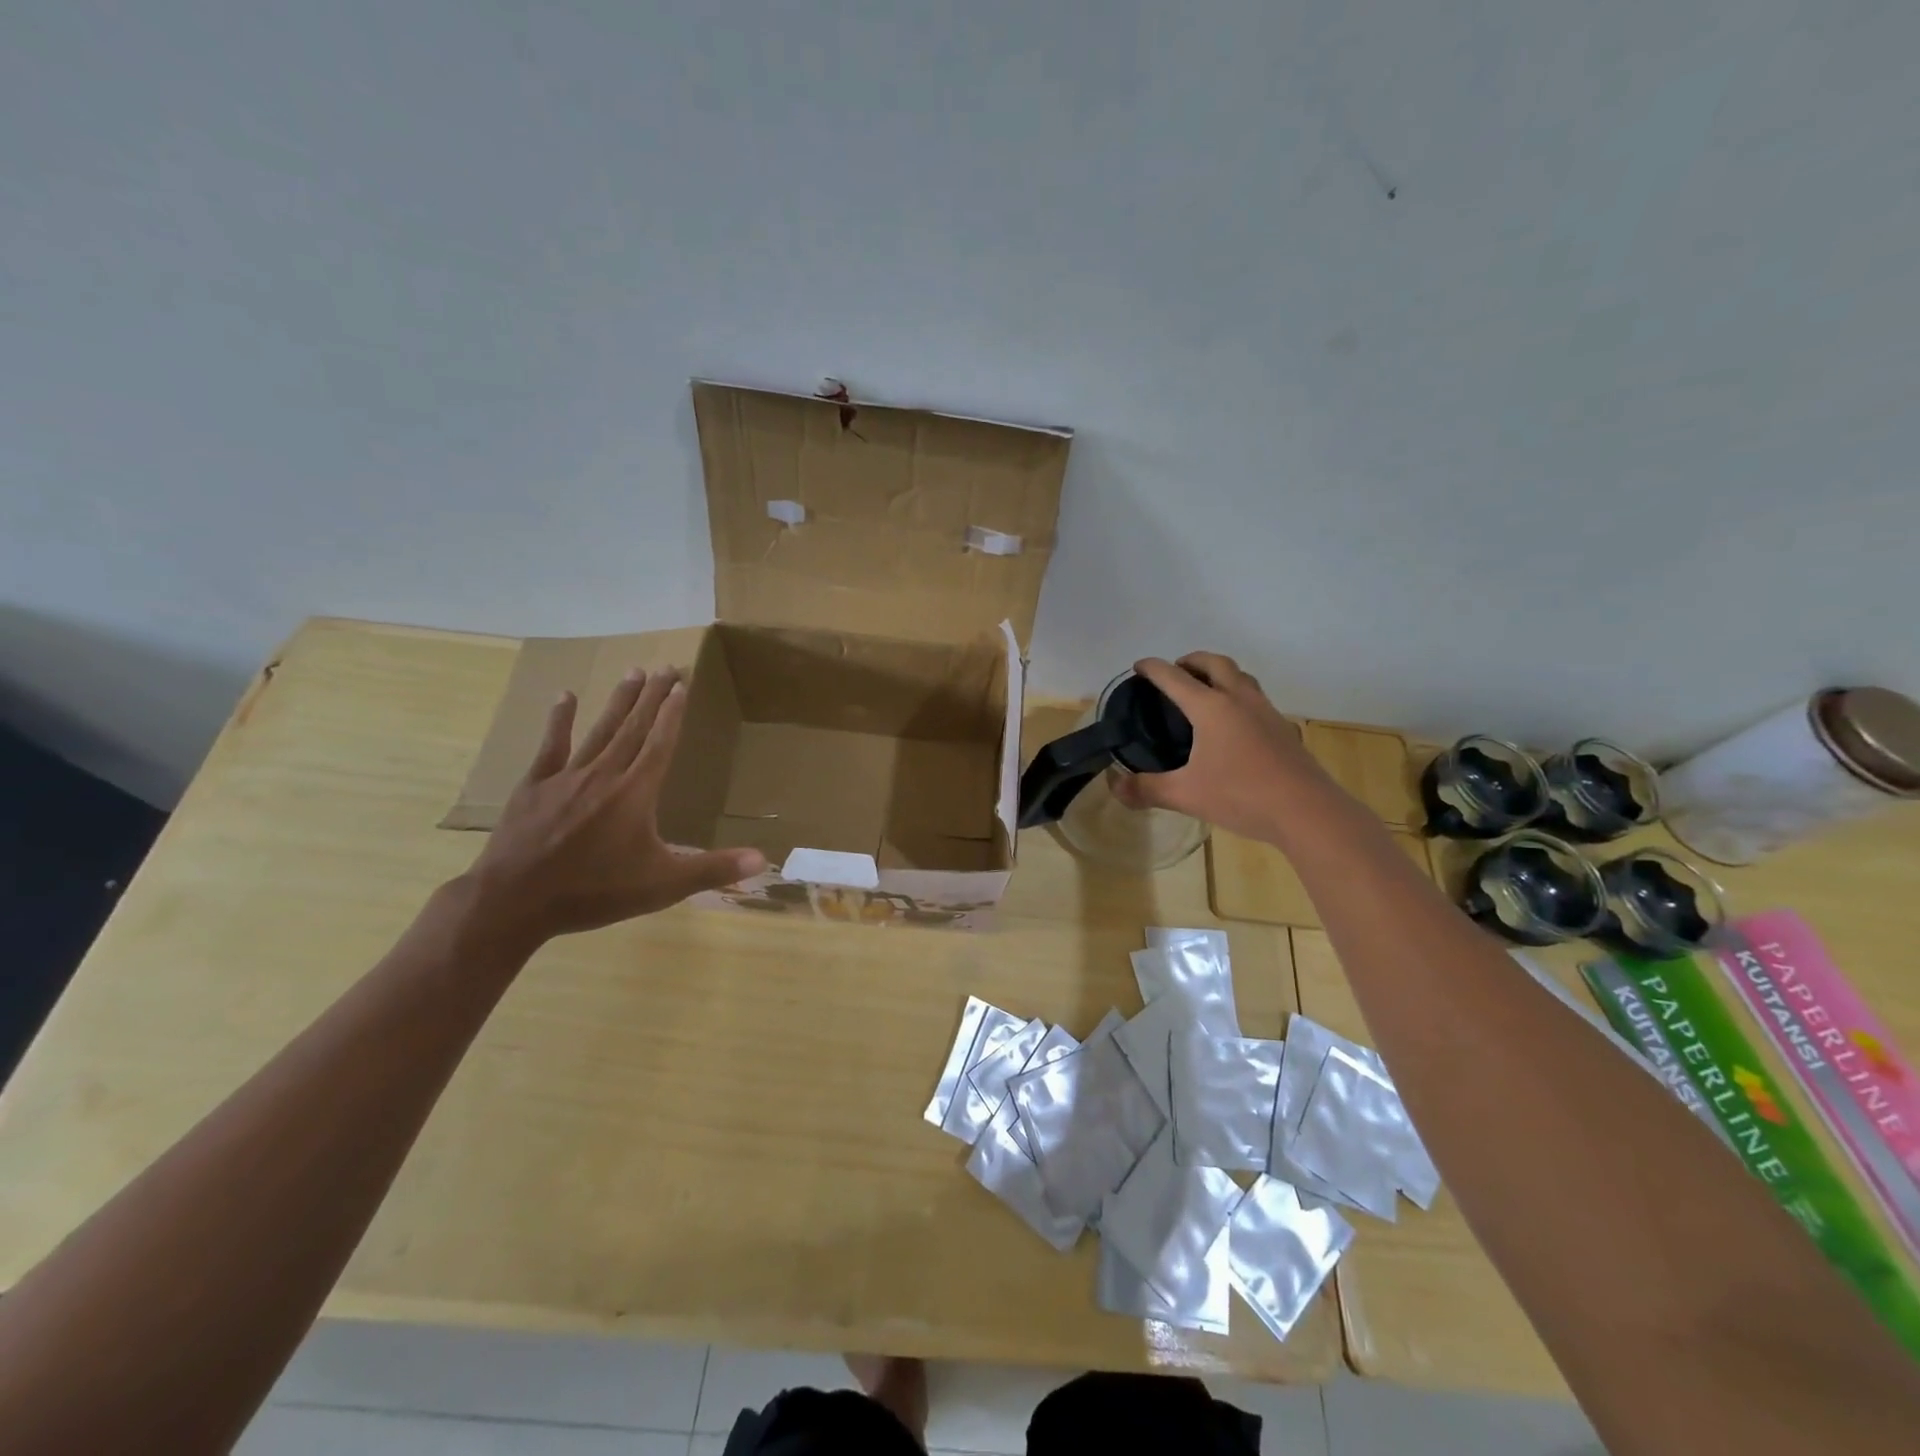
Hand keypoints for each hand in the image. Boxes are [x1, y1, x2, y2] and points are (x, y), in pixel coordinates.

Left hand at [462, 667, 765, 944]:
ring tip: (633, 672)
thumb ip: (712, 869)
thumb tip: (762, 860)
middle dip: (652, 696)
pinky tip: (566, 696)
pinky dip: (559, 720)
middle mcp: (605, 775)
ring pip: (600, 730)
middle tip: (665, 666)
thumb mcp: (663, 885)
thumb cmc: (595, 892)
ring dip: (619, 701)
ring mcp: (566, 777)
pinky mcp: (534, 786)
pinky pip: (551, 746)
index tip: (682, 685)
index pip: (660, 744)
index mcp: (636, 793)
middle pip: (634, 728)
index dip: (672, 714)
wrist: (515, 901)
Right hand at [1112, 652, 1331, 841]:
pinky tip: (1234, 723)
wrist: (1307, 811)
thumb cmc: (1241, 796)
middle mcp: (1239, 700)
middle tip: (1175, 671)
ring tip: (1204, 690)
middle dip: (1191, 660)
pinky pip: (1255, 698)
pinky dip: (1237, 695)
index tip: (1138, 667)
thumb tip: (1115, 787)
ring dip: (1219, 673)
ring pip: (1241, 677)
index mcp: (1211, 708)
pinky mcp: (1283, 729)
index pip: (1175, 678)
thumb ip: (1146, 789)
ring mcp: (1266, 712)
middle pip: (1215, 663)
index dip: (1153, 669)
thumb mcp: (1185, 795)